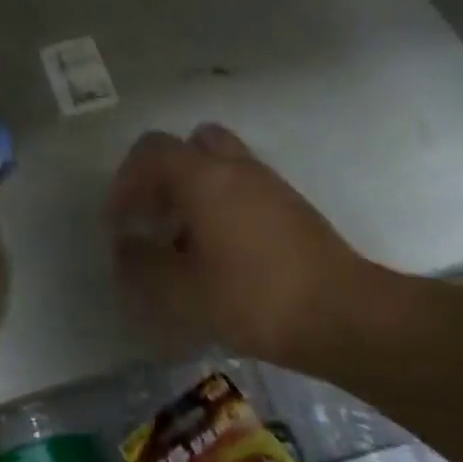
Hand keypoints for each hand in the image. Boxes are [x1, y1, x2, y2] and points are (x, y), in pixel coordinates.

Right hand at [107, 124, 398, 368]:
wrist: (342, 315)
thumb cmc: (253, 299)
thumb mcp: (182, 292)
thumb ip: (143, 265)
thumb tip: (125, 246)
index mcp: (205, 178)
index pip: (152, 150)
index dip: (125, 180)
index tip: (120, 220)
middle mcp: (238, 168)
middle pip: (190, 145)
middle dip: (163, 175)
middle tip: (154, 215)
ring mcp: (270, 185)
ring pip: (219, 166)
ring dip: (192, 191)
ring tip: (182, 240)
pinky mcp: (292, 207)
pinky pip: (243, 188)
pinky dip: (220, 205)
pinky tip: (218, 253)